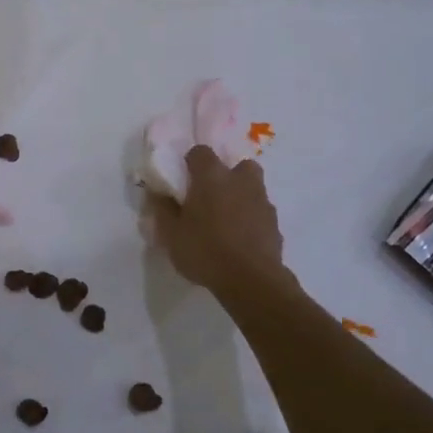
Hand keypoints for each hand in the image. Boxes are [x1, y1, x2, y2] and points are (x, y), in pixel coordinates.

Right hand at [148, 145, 288, 296]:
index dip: (191, 162)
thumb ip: (162, 209)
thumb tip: (157, 192)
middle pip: (237, 164)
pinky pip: (260, 212)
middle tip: (211, 196)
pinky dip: (251, 218)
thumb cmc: (204, 250)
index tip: (183, 179)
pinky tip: (240, 238)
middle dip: (226, 175)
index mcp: (212, 177)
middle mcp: (240, 181)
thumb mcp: (171, 234)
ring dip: (241, 195)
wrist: (251, 280)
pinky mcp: (275, 223)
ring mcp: (262, 201)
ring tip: (226, 219)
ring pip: (252, 187)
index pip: (200, 152)